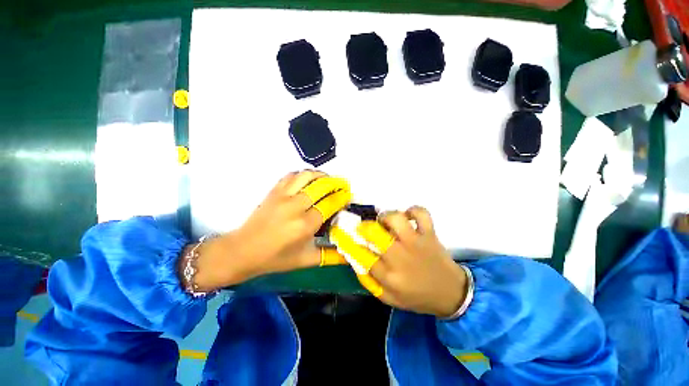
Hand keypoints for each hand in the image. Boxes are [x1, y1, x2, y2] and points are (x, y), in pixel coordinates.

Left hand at [188, 170, 351, 290]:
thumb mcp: (306, 260)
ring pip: (307, 176)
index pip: (330, 204)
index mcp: (305, 225)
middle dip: (336, 183)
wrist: (242, 251)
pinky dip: (303, 174)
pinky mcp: (273, 191)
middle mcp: (296, 206)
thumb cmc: (275, 258)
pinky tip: (309, 179)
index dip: (342, 197)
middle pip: (322, 186)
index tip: (348, 196)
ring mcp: (283, 196)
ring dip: (321, 175)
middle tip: (343, 185)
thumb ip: (331, 256)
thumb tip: (350, 254)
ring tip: (329, 179)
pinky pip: (291, 175)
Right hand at [331, 206, 467, 317]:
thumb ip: (370, 281)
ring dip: (386, 217)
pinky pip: (421, 214)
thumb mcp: (389, 298)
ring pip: (396, 219)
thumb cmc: (417, 297)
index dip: (347, 242)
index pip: (361, 256)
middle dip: (364, 227)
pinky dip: (413, 210)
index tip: (340, 233)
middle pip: (375, 234)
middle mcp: (400, 257)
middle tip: (365, 228)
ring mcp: (416, 243)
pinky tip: (408, 217)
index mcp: (389, 275)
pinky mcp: (430, 234)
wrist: (451, 294)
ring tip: (386, 222)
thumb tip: (355, 260)